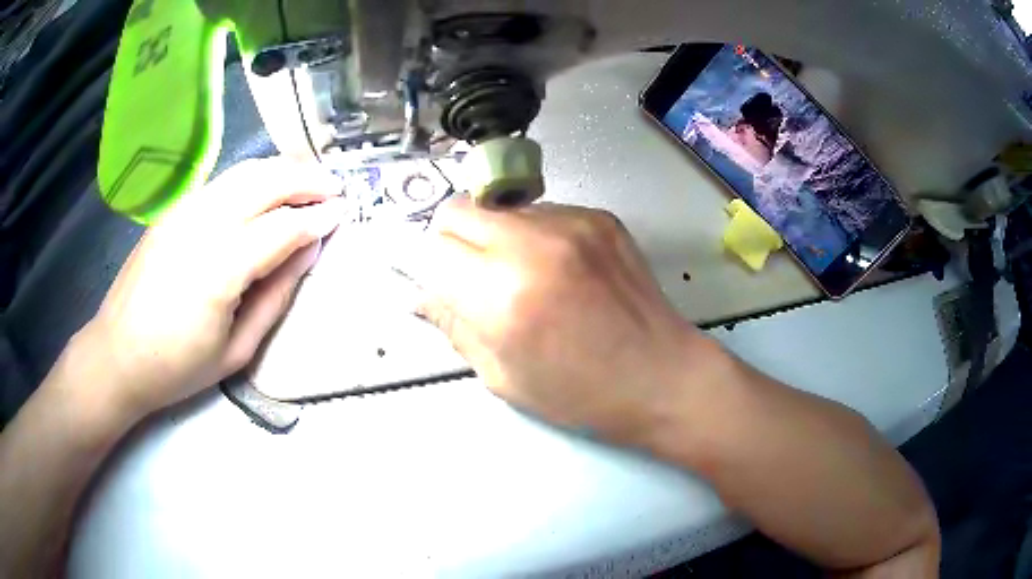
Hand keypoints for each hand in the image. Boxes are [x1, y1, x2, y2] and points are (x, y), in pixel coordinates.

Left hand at [74, 158, 344, 420]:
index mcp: (220, 268)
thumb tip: (308, 252)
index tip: (343, 213)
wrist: (117, 355)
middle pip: (266, 181)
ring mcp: (184, 210)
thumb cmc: (177, 366)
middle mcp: (202, 225)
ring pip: (245, 171)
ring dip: (282, 171)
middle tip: (334, 189)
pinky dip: (254, 177)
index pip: (282, 227)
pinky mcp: (174, 209)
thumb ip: (276, 296)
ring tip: (308, 183)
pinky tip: (265, 192)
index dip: (318, 218)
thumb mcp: (236, 349)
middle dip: (307, 180)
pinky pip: (223, 181)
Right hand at [415, 199, 718, 443]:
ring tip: (521, 274)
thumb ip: (454, 325)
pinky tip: (558, 269)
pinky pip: (541, 211)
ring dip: (493, 235)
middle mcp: (532, 243)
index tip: (439, 284)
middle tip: (470, 274)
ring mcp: (571, 222)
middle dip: (451, 240)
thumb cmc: (580, 393)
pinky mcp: (599, 216)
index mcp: (501, 294)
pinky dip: (533, 234)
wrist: (661, 375)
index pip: (431, 248)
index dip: (428, 267)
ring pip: (498, 207)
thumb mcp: (502, 376)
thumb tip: (419, 293)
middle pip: (457, 209)